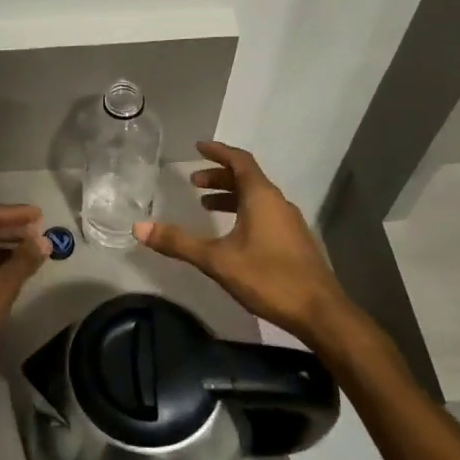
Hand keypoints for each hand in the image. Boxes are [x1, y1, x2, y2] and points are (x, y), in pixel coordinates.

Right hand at [134, 142, 351, 344]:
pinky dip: (243, 212)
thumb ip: (178, 242)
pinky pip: (265, 214)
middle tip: (194, 182)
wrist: (321, 313)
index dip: (218, 152)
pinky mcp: (294, 242)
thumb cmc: (269, 278)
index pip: (239, 161)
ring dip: (231, 196)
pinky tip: (232, 234)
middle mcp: (278, 203)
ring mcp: (290, 223)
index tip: (198, 147)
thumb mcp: (217, 260)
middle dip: (219, 177)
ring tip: (206, 205)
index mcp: (261, 197)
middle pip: (247, 178)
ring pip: (257, 198)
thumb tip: (139, 227)